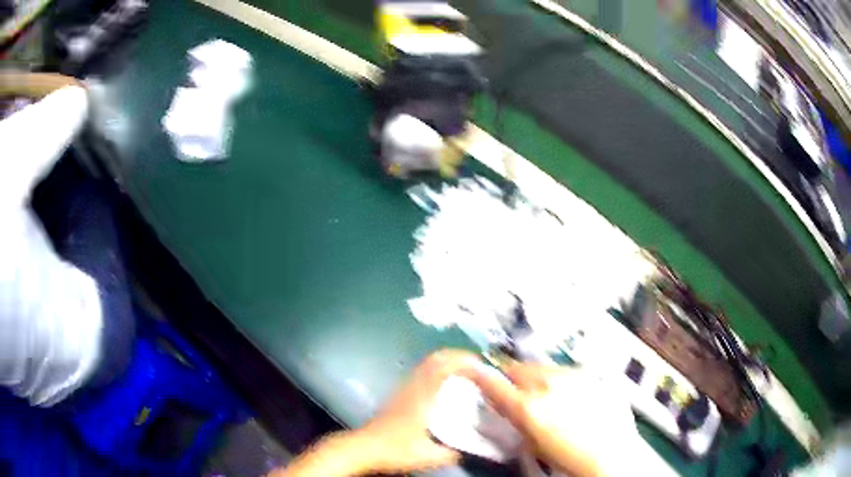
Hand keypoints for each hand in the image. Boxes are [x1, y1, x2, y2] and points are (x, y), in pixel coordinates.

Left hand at [275, 349, 481, 476]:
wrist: (364, 448)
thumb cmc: (395, 449)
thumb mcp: (429, 456)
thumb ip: (453, 453)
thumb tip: (474, 450)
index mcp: (423, 397)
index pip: (444, 366)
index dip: (464, 360)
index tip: (482, 364)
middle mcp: (413, 387)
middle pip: (436, 358)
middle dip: (458, 357)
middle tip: (478, 367)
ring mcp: (404, 388)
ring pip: (427, 363)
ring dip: (448, 362)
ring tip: (467, 373)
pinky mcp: (399, 394)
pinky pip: (422, 372)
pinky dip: (437, 370)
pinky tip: (445, 385)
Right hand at [465, 363, 642, 476]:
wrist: (612, 452)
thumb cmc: (568, 457)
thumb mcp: (532, 444)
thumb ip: (516, 420)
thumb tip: (507, 408)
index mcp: (528, 406)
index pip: (493, 383)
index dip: (480, 376)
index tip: (474, 373)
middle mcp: (547, 384)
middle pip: (517, 368)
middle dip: (512, 378)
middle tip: (514, 391)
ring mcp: (570, 376)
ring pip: (541, 366)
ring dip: (536, 377)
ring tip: (545, 395)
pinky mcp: (588, 375)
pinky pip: (564, 370)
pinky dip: (559, 379)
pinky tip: (567, 395)